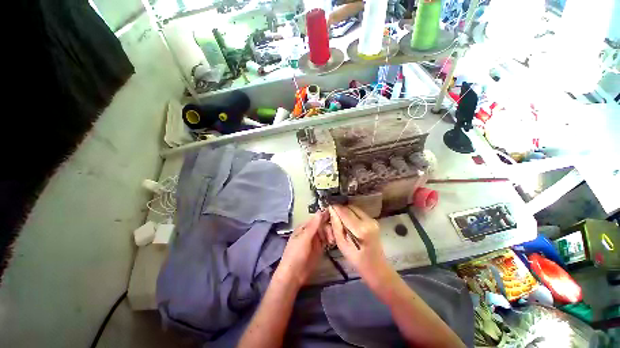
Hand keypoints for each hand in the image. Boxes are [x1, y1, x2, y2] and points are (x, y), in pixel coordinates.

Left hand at [276, 211, 327, 286]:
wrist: (293, 275)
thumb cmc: (296, 254)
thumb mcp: (304, 238)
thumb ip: (313, 225)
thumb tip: (320, 211)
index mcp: (305, 227)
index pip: (317, 218)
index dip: (325, 216)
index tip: (335, 215)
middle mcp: (311, 231)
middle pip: (323, 225)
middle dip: (328, 228)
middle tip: (332, 235)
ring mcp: (315, 240)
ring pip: (326, 232)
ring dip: (330, 234)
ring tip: (332, 240)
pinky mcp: (319, 248)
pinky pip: (326, 240)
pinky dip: (330, 240)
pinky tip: (333, 242)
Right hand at [328, 205, 390, 283]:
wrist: (376, 267)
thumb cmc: (357, 260)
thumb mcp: (342, 244)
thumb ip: (336, 226)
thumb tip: (332, 211)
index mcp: (360, 229)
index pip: (344, 211)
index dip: (335, 208)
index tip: (328, 208)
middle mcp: (368, 221)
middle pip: (350, 207)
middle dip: (340, 209)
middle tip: (333, 215)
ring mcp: (372, 220)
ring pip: (355, 208)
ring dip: (346, 211)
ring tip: (340, 219)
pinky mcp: (373, 220)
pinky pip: (359, 212)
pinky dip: (352, 214)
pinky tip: (348, 222)